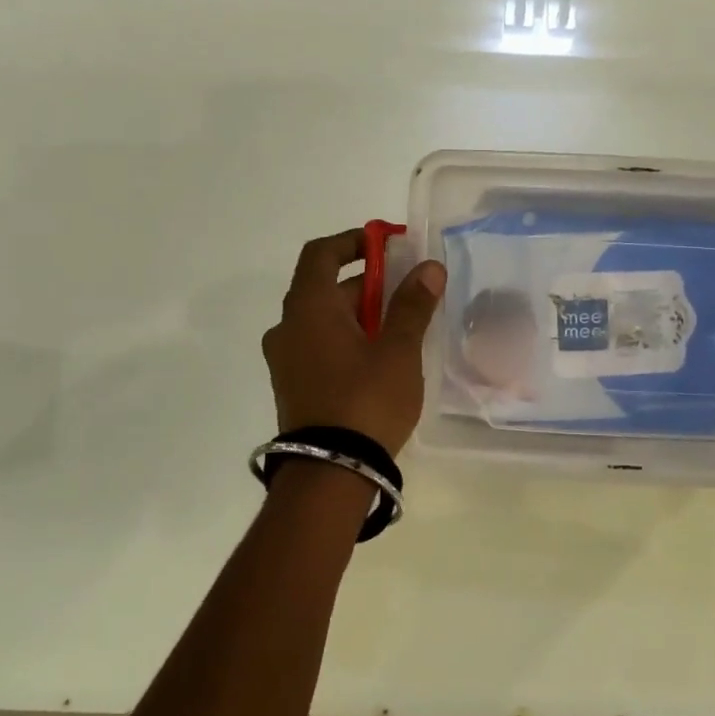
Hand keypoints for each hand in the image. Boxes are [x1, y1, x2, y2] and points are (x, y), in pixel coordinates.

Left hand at [262, 228, 444, 454]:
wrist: (330, 474)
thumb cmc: (366, 401)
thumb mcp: (397, 350)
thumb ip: (412, 305)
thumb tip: (428, 267)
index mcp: (308, 308)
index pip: (322, 253)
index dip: (354, 241)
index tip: (387, 244)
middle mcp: (287, 327)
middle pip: (326, 288)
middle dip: (369, 285)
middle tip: (409, 294)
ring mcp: (285, 360)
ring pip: (324, 321)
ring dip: (360, 316)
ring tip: (402, 331)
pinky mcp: (292, 386)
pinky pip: (320, 347)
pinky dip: (347, 341)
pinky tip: (380, 361)